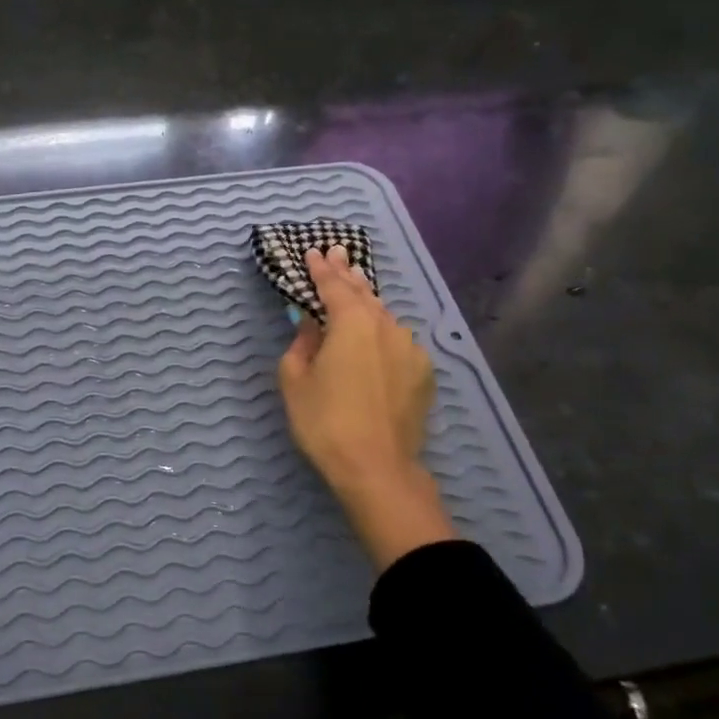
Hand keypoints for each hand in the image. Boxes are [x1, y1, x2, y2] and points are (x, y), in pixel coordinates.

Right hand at [278, 245, 455, 568]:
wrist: (377, 468)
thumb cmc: (325, 422)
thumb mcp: (295, 381)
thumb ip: (301, 344)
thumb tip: (311, 326)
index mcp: (351, 323)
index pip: (333, 285)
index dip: (320, 268)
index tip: (313, 251)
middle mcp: (385, 327)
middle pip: (363, 293)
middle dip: (347, 273)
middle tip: (337, 252)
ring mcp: (410, 349)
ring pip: (384, 316)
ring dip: (367, 301)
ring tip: (356, 288)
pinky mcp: (423, 373)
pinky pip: (399, 341)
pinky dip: (384, 331)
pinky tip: (378, 334)